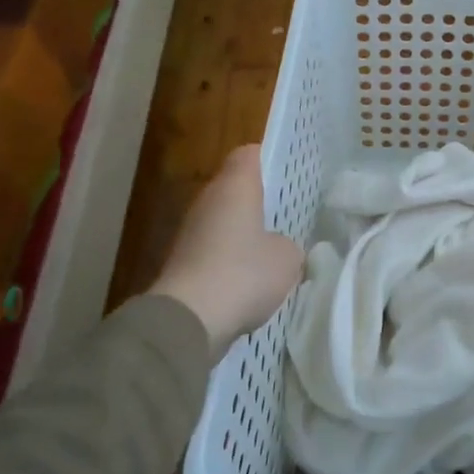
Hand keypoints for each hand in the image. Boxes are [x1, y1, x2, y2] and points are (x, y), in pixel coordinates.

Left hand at [148, 145, 303, 350]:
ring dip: (245, 234)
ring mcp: (191, 232)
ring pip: (225, 222)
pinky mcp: (183, 263)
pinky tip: (252, 281)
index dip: (270, 160)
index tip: (290, 176)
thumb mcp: (288, 258)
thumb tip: (278, 248)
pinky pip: (215, 252)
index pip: (250, 154)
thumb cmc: (244, 273)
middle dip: (261, 202)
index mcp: (235, 186)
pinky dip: (231, 262)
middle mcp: (208, 200)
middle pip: (236, 189)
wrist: (189, 319)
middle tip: (290, 215)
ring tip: (275, 252)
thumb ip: (289, 245)